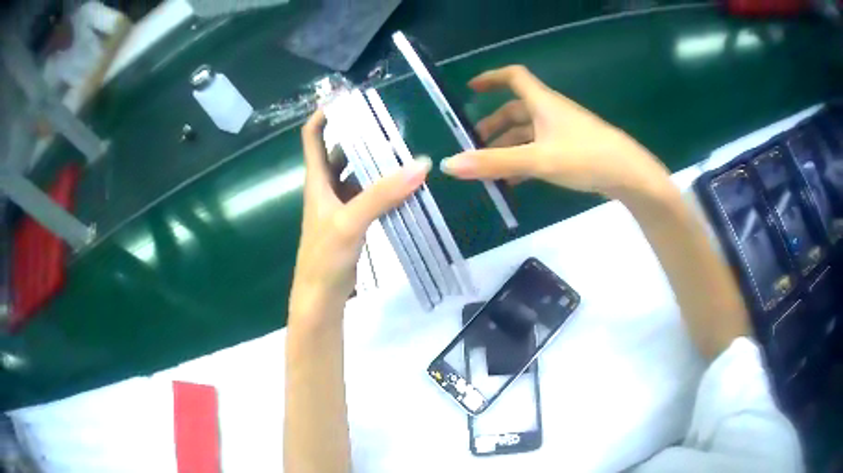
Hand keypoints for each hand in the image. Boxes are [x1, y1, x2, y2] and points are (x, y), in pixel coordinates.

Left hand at [289, 110, 430, 326]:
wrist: (321, 297)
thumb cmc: (324, 257)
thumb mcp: (350, 222)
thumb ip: (382, 194)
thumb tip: (421, 164)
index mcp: (317, 181)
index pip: (312, 137)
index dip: (324, 115)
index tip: (348, 99)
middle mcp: (326, 188)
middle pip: (338, 151)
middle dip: (359, 134)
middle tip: (390, 120)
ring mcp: (339, 205)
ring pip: (356, 173)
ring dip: (374, 161)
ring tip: (403, 146)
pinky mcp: (352, 221)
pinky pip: (368, 194)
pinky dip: (383, 186)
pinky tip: (404, 183)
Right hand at [440, 65, 669, 200]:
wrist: (630, 175)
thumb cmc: (585, 157)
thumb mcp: (537, 160)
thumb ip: (494, 162)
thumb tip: (449, 164)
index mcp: (543, 103)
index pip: (514, 77)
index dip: (491, 78)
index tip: (470, 89)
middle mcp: (551, 112)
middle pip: (516, 110)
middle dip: (493, 124)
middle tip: (474, 144)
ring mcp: (563, 132)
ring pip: (528, 133)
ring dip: (507, 146)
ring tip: (489, 169)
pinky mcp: (572, 150)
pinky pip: (540, 149)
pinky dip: (524, 160)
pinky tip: (515, 181)